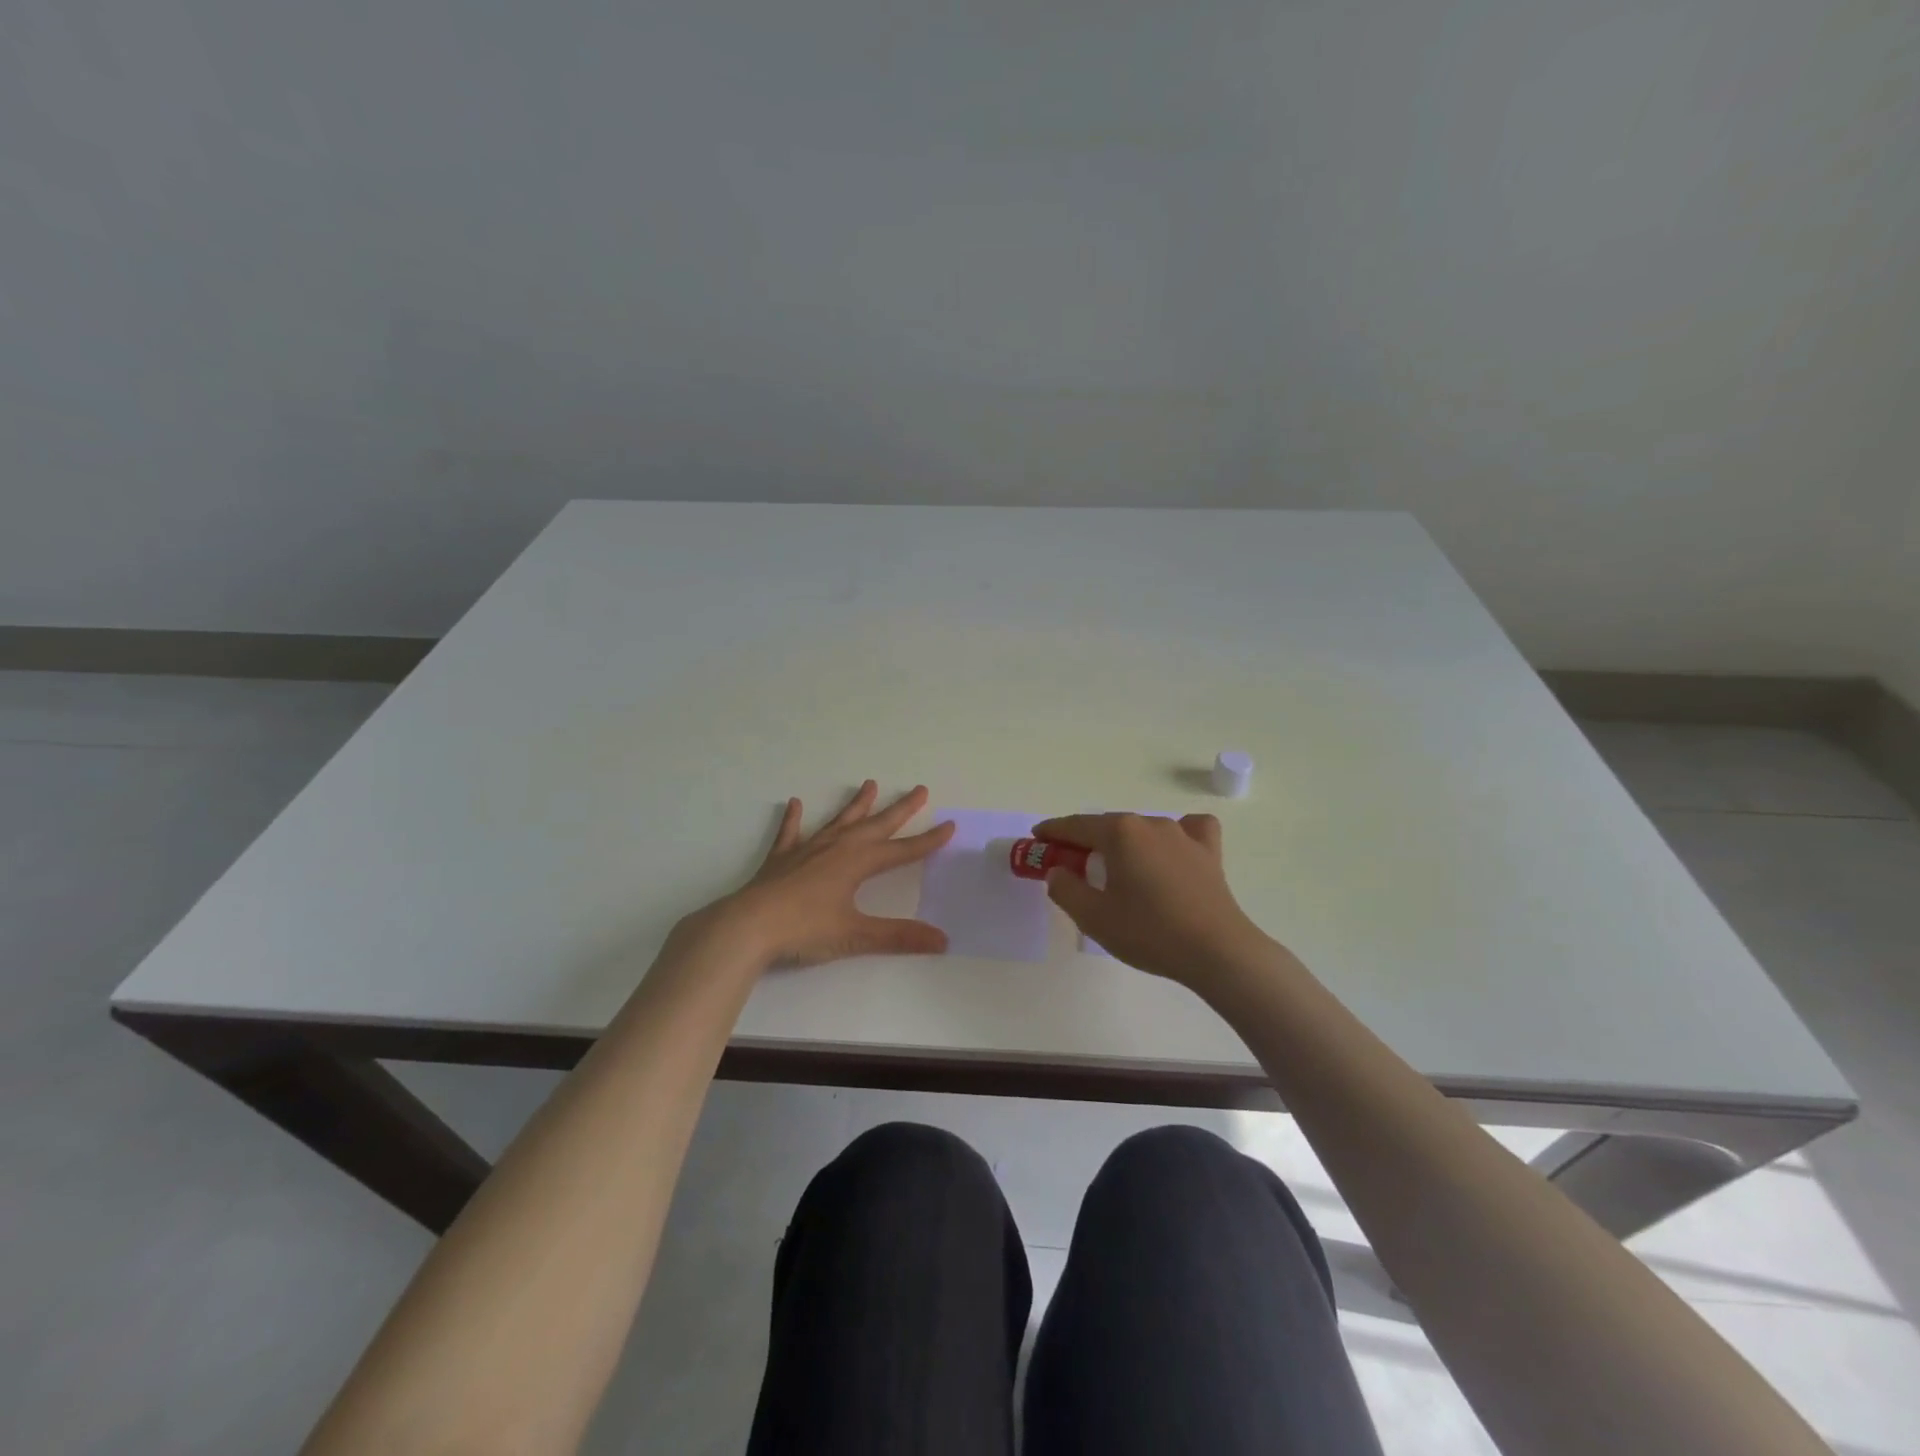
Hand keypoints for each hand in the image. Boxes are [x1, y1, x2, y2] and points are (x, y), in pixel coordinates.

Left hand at [700, 781, 954, 967]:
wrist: (748, 925)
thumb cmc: (805, 929)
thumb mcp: (856, 934)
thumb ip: (898, 936)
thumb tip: (942, 940)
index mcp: (858, 863)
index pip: (902, 851)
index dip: (927, 841)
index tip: (949, 825)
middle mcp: (837, 848)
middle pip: (875, 825)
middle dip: (900, 809)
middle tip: (920, 790)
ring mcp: (807, 850)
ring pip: (839, 821)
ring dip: (856, 805)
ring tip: (869, 784)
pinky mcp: (781, 859)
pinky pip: (791, 833)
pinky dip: (793, 819)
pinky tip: (795, 803)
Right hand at [1032, 812, 1271, 989]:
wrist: (1217, 951)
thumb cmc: (1149, 932)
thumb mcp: (1093, 917)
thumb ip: (1066, 889)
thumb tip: (1058, 871)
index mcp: (1119, 833)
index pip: (1076, 826)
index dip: (1052, 832)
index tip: (1037, 838)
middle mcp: (1150, 823)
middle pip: (1108, 826)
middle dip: (1085, 841)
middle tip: (1070, 864)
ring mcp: (1183, 835)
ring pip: (1142, 830)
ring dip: (1124, 844)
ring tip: (1117, 869)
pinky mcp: (1208, 852)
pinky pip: (1188, 831)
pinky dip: (1174, 837)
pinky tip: (1172, 852)